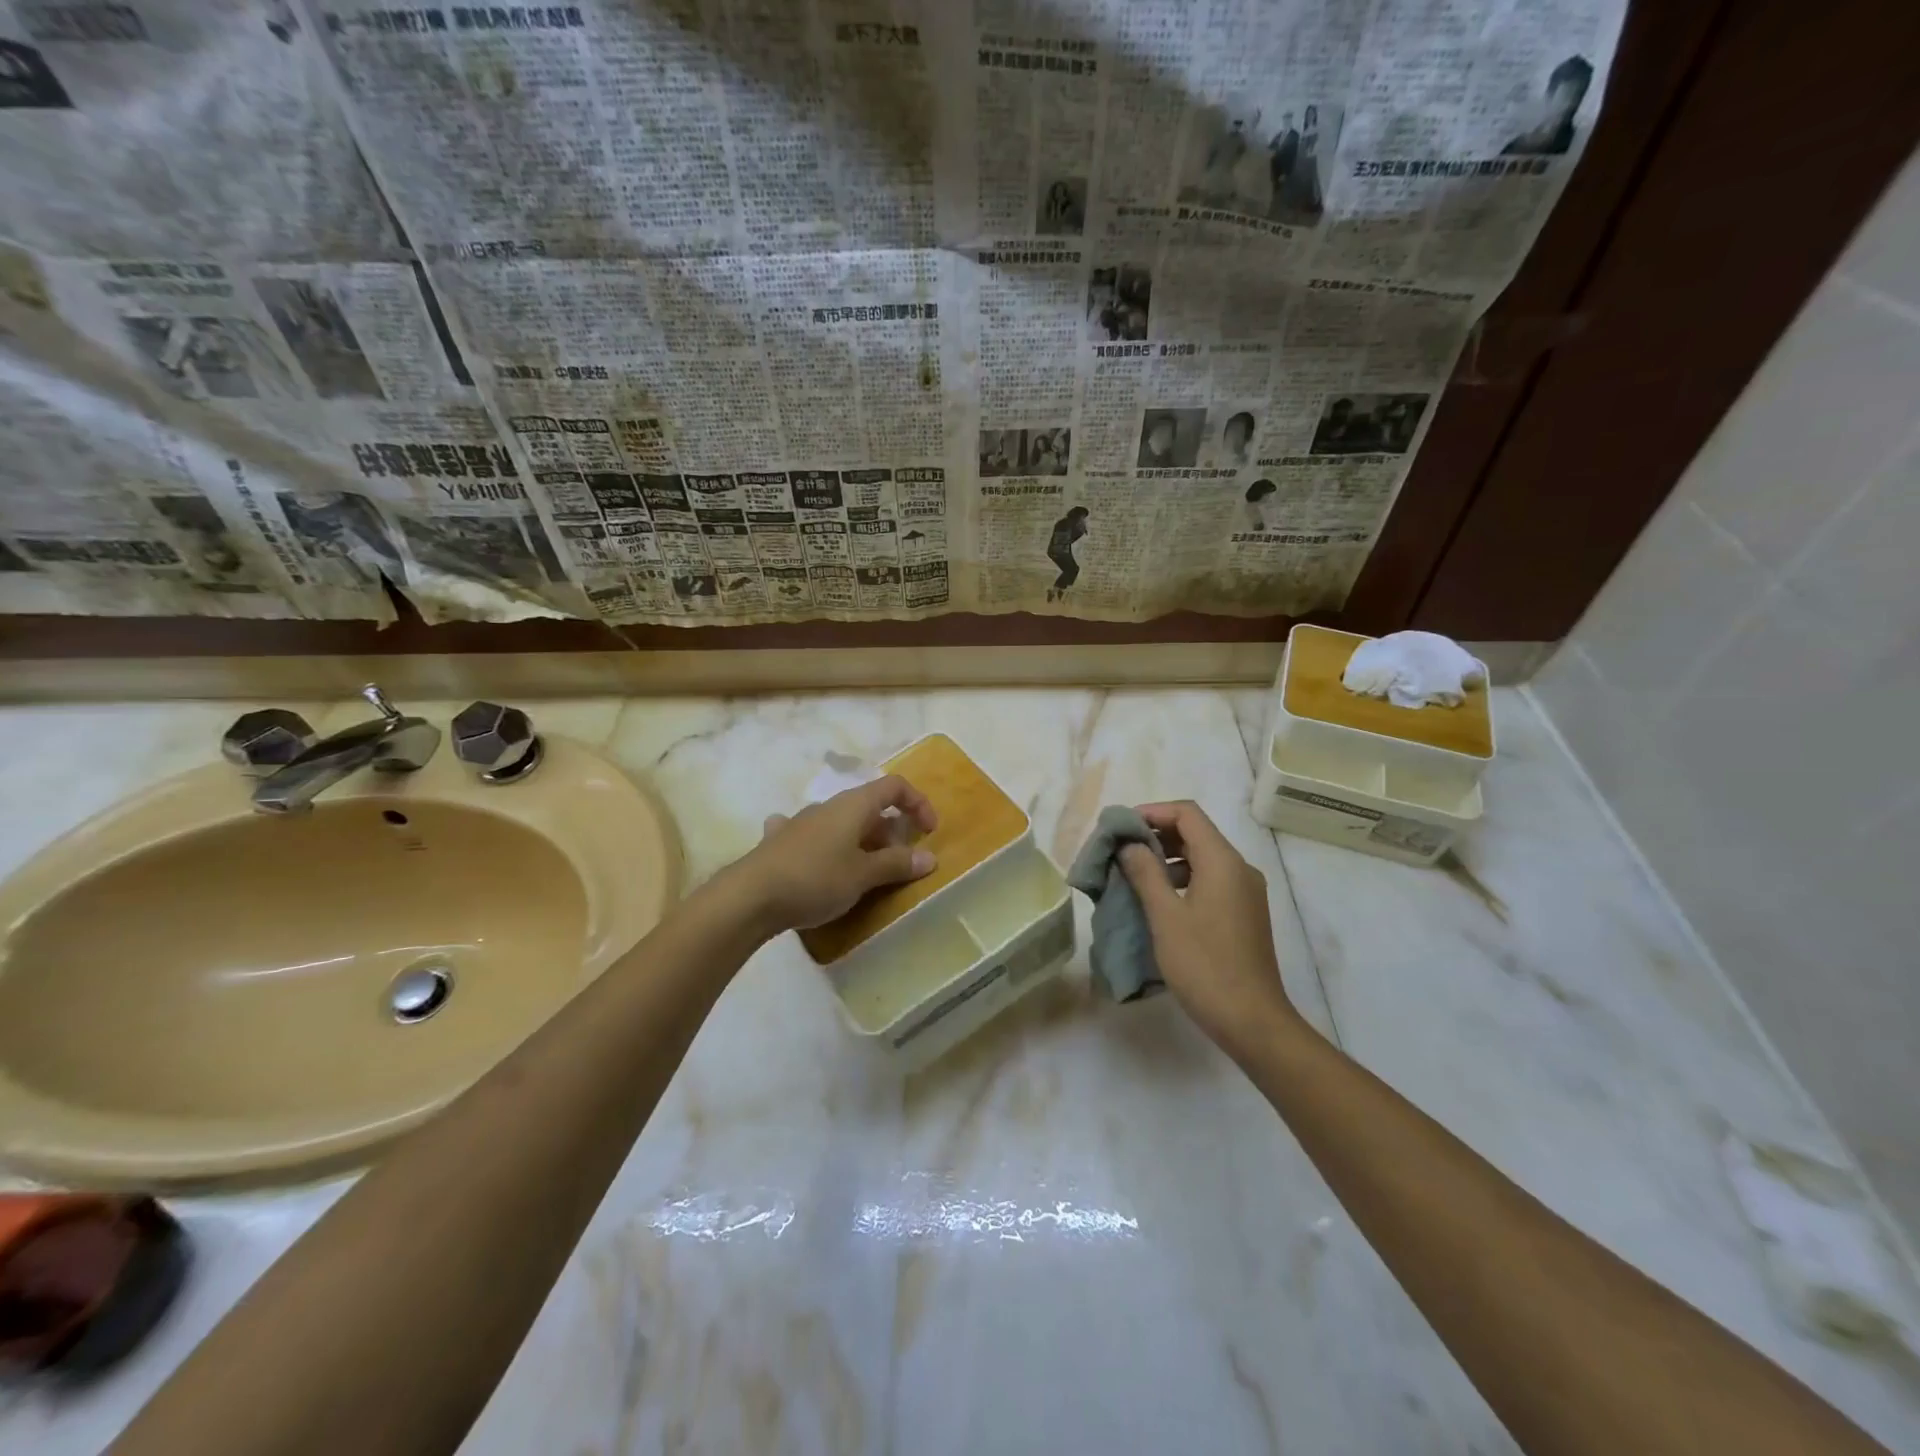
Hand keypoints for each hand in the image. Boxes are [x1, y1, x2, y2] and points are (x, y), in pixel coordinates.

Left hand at [728, 774, 938, 934]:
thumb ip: (897, 864)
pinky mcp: (779, 842)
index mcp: (853, 805)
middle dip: (891, 831)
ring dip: (860, 841)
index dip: (918, 803)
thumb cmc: (815, 879)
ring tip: (865, 870)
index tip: (928, 833)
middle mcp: (828, 806)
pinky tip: (816, 860)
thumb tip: (929, 857)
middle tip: (899, 863)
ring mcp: (800, 822)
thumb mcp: (863, 875)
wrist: (749, 897)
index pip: (894, 786)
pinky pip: (812, 836)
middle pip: (870, 807)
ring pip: (842, 823)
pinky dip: (824, 846)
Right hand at [1118, 801, 1298, 1057]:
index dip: (1152, 812)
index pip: (1187, 814)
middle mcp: (1239, 869)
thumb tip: (1129, 845)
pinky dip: (1182, 879)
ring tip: (1133, 875)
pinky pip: (1210, 880)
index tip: (1120, 828)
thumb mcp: (1165, 917)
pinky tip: (1158, 901)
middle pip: (1196, 833)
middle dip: (1156, 835)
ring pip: (1202, 858)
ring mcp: (1245, 892)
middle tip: (1120, 851)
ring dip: (1167, 859)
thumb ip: (1145, 873)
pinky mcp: (1244, 913)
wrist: (1252, 1021)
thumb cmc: (1205, 965)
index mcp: (1223, 862)